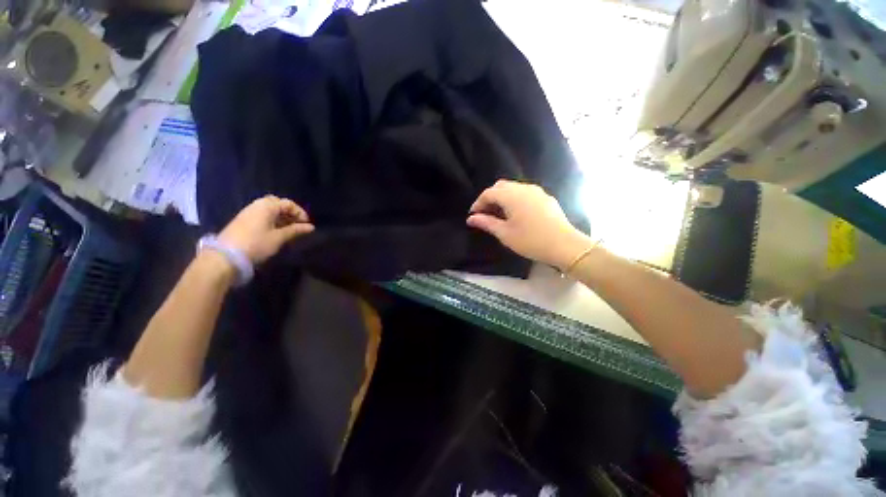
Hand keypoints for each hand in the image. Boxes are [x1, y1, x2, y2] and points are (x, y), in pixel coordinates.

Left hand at [219, 195, 314, 263]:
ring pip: (270, 210)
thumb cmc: (257, 244)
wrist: (226, 256)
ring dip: (282, 217)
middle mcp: (257, 205)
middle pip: (278, 204)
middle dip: (290, 213)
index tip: (307, 225)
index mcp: (267, 206)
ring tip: (289, 229)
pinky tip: (277, 231)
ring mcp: (249, 212)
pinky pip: (262, 216)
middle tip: (298, 224)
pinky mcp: (243, 221)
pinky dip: (273, 221)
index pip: (289, 204)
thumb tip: (311, 227)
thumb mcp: (279, 237)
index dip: (300, 213)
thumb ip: (295, 230)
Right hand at [467, 180, 589, 269]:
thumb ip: (486, 223)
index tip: (473, 215)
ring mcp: (536, 191)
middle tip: (485, 214)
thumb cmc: (530, 240)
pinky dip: (514, 199)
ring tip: (499, 214)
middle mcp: (524, 188)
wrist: (564, 245)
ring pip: (513, 188)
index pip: (489, 193)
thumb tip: (471, 218)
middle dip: (490, 198)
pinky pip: (524, 193)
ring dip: (502, 198)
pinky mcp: (545, 197)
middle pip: (501, 186)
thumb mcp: (505, 233)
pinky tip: (516, 214)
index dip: (478, 203)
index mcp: (512, 196)